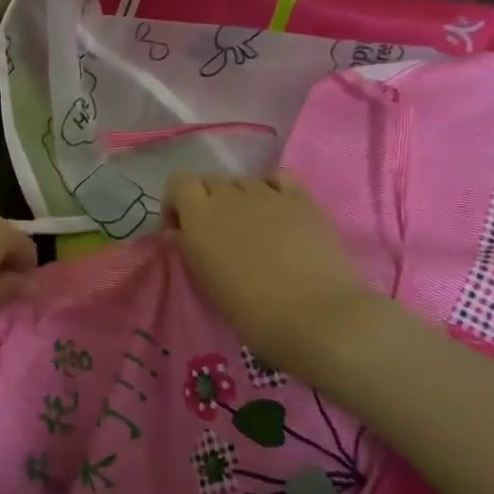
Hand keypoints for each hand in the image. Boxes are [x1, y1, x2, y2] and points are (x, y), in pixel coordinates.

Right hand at [164, 171, 365, 378]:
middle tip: (219, 236)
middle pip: (211, 182)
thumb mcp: (207, 283)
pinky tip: (277, 210)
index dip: (178, 202)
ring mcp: (267, 193)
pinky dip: (272, 188)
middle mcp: (230, 195)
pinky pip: (278, 178)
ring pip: (243, 182)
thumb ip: (190, 249)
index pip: (178, 182)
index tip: (182, 230)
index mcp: (200, 216)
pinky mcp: (301, 198)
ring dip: (240, 200)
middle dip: (209, 202)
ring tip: (254, 230)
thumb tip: (179, 232)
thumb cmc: (252, 310)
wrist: (315, 316)